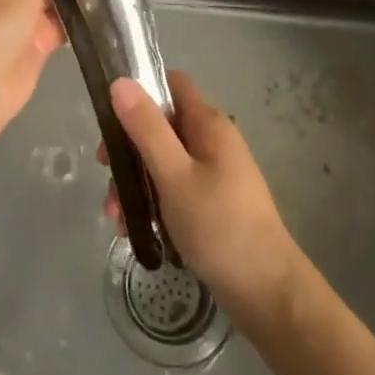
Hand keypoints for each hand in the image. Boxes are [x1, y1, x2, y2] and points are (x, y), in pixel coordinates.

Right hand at [100, 70, 305, 319]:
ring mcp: (214, 174)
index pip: (172, 83)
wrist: (268, 293)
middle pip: (162, 126)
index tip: (111, 114)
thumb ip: (147, 129)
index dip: (141, 90)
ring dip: (136, 183)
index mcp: (208, 124)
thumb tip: (120, 81)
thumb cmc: (219, 226)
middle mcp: (212, 141)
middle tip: (106, 176)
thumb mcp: (174, 176)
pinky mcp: (213, 204)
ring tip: (116, 218)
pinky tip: (136, 231)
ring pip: (164, 162)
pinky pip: (175, 189)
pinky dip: (154, 203)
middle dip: (129, 149)